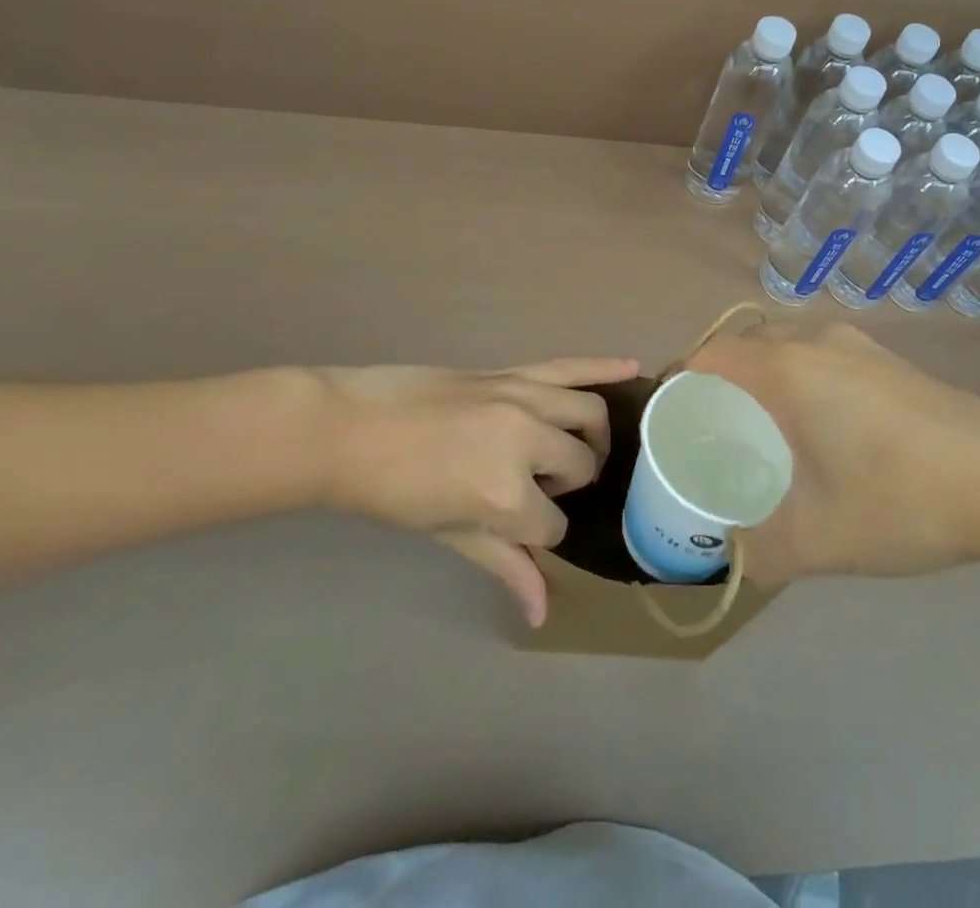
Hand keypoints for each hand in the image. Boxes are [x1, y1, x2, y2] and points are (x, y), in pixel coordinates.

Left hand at [311, 357, 638, 625]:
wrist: (348, 428)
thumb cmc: (390, 492)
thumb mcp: (448, 534)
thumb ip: (503, 565)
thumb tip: (542, 613)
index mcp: (505, 494)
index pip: (553, 524)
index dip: (541, 532)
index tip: (519, 529)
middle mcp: (526, 441)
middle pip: (580, 465)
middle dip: (569, 485)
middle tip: (541, 490)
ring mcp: (522, 398)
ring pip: (588, 413)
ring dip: (595, 434)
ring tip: (583, 447)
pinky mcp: (511, 372)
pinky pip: (569, 366)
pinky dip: (603, 366)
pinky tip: (632, 368)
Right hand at [688, 321, 979, 584]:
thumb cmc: (902, 501)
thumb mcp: (819, 542)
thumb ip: (759, 553)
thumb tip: (729, 561)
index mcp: (787, 368)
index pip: (708, 355)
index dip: (680, 384)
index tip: (673, 426)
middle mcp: (816, 341)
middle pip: (744, 346)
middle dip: (720, 384)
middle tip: (715, 436)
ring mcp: (859, 345)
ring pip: (786, 348)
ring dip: (764, 380)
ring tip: (767, 436)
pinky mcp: (891, 359)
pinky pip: (822, 357)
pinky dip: (802, 380)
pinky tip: (826, 433)